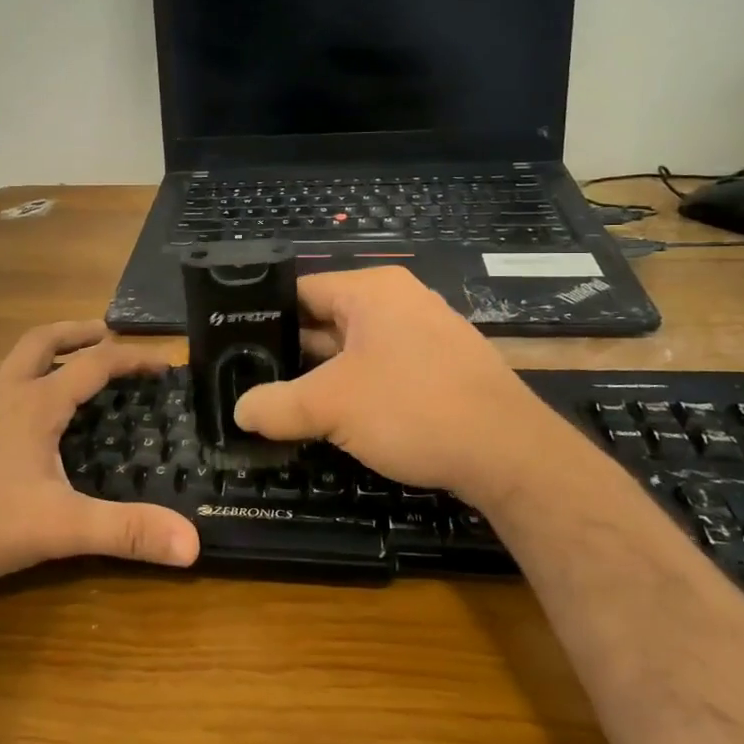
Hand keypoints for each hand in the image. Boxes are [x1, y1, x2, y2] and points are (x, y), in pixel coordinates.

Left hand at [0, 321, 200, 595]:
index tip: (162, 359)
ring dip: (39, 351)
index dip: (132, 357)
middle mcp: (1, 392)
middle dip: (78, 332)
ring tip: (58, 362)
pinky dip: (6, 378)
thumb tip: (193, 544)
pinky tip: (4, 406)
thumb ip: (126, 531)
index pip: (94, 365)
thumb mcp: (60, 528)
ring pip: (7, 359)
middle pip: (43, 341)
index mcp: (35, 403)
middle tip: (106, 333)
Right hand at [234, 267, 563, 500]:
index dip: (263, 316)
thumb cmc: (413, 408)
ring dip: (322, 375)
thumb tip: (240, 411)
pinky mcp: (441, 367)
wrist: (510, 453)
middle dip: (290, 351)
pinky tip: (335, 418)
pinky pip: (383, 368)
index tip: (234, 346)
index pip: (300, 289)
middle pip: (326, 319)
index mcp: (371, 290)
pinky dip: (356, 388)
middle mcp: (399, 301)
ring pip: (354, 348)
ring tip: (282, 402)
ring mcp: (425, 334)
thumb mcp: (331, 406)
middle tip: (250, 379)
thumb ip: (277, 405)